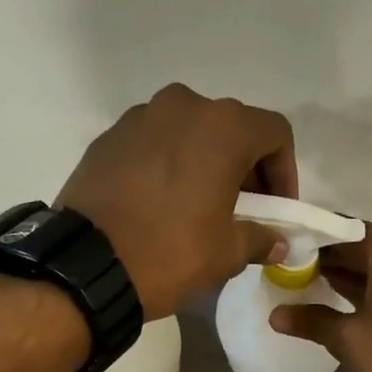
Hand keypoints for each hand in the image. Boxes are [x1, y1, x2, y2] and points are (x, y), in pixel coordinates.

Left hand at [56, 84, 295, 319]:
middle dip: (245, 167)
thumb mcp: (226, 253)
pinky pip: (154, 143)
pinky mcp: (108, 138)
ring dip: (205, 162)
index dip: (284, 171)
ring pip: (190, 132)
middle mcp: (183, 106)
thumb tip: (278, 241)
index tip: (277, 208)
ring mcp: (140, 118)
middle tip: (244, 209)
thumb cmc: (171, 253)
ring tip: (199, 206)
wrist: (87, 266)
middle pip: (231, 128)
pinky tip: (161, 204)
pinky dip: (168, 165)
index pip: (274, 133)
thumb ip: (261, 238)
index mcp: (222, 127)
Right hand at [270, 223, 371, 371]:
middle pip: (359, 246)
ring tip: (303, 286)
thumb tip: (274, 315)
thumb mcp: (347, 338)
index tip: (284, 249)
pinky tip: (336, 304)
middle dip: (326, 259)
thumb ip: (311, 320)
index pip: (342, 229)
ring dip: (343, 275)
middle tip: (287, 270)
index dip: (312, 239)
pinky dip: (363, 289)